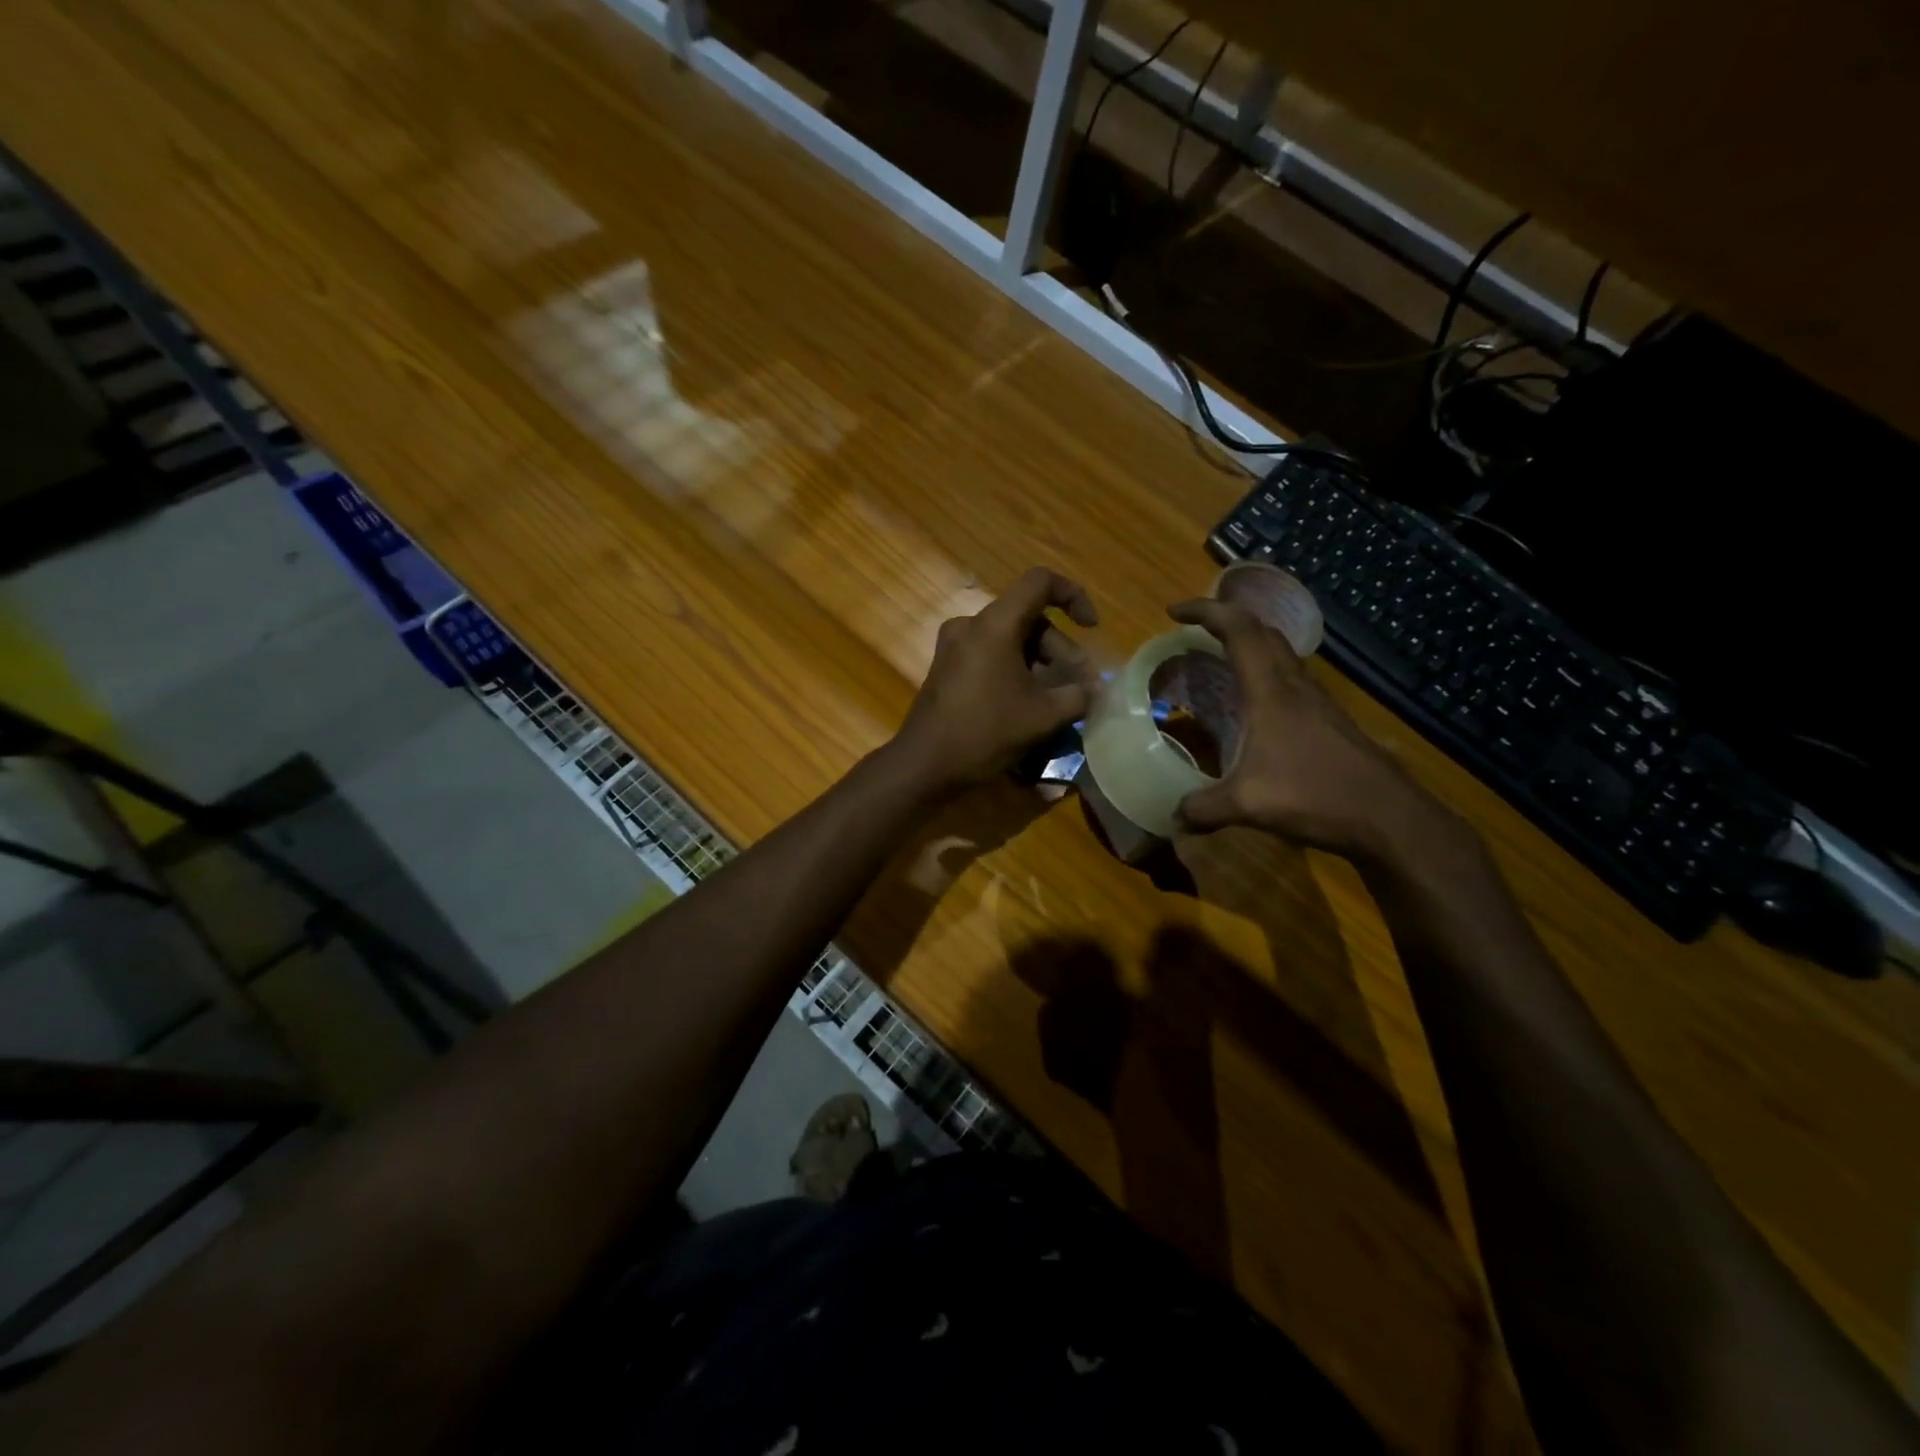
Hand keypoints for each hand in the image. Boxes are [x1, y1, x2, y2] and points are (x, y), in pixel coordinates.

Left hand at [891, 568, 1098, 794]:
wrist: (925, 764)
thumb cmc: (986, 732)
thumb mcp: (1043, 716)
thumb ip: (1078, 696)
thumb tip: (1094, 691)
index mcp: (995, 624)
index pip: (1040, 582)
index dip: (1073, 596)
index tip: (1091, 627)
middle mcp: (971, 625)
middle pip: (1027, 618)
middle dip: (1061, 649)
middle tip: (1081, 684)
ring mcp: (954, 646)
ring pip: (1009, 639)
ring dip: (1040, 662)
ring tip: (1060, 698)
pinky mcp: (946, 667)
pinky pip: (990, 654)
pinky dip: (1015, 669)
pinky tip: (1029, 702)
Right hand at [1169, 598, 1460, 863]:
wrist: (1388, 816)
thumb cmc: (1315, 795)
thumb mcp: (1247, 805)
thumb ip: (1202, 809)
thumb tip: (1172, 818)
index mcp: (1270, 691)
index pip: (1239, 629)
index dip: (1205, 611)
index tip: (1174, 612)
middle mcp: (1294, 685)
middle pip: (1262, 631)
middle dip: (1226, 620)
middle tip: (1194, 633)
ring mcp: (1316, 701)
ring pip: (1280, 653)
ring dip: (1249, 645)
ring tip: (1218, 662)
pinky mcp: (1328, 719)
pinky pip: (1289, 678)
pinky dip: (1264, 673)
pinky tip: (1252, 706)